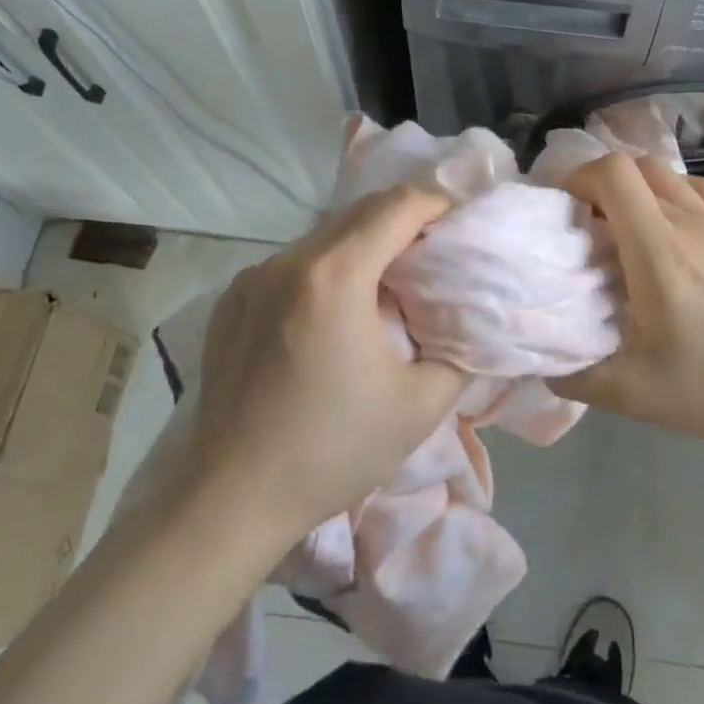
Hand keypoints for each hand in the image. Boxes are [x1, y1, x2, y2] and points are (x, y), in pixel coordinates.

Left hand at [188, 185, 467, 541]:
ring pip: (324, 237)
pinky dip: (325, 269)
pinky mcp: (231, 299)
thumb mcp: (420, 406)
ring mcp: (253, 277)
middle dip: (405, 220)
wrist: (229, 500)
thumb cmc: (331, 451)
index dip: (437, 203)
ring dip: (363, 245)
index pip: (397, 206)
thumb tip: (474, 320)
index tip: (462, 221)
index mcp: (335, 276)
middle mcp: (288, 261)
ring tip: (387, 284)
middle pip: (360, 213)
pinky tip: (333, 312)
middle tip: (434, 251)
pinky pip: (292, 264)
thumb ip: (461, 351)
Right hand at [551, 154, 703, 461]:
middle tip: (585, 224)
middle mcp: (690, 223)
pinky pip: (698, 187)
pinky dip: (671, 191)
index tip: (563, 213)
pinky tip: (668, 226)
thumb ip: (575, 375)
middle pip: (634, 165)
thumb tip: (540, 360)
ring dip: (634, 186)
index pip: (613, 174)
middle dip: (598, 183)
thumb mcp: (634, 395)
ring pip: (666, 172)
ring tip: (622, 227)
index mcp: (659, 252)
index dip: (578, 179)